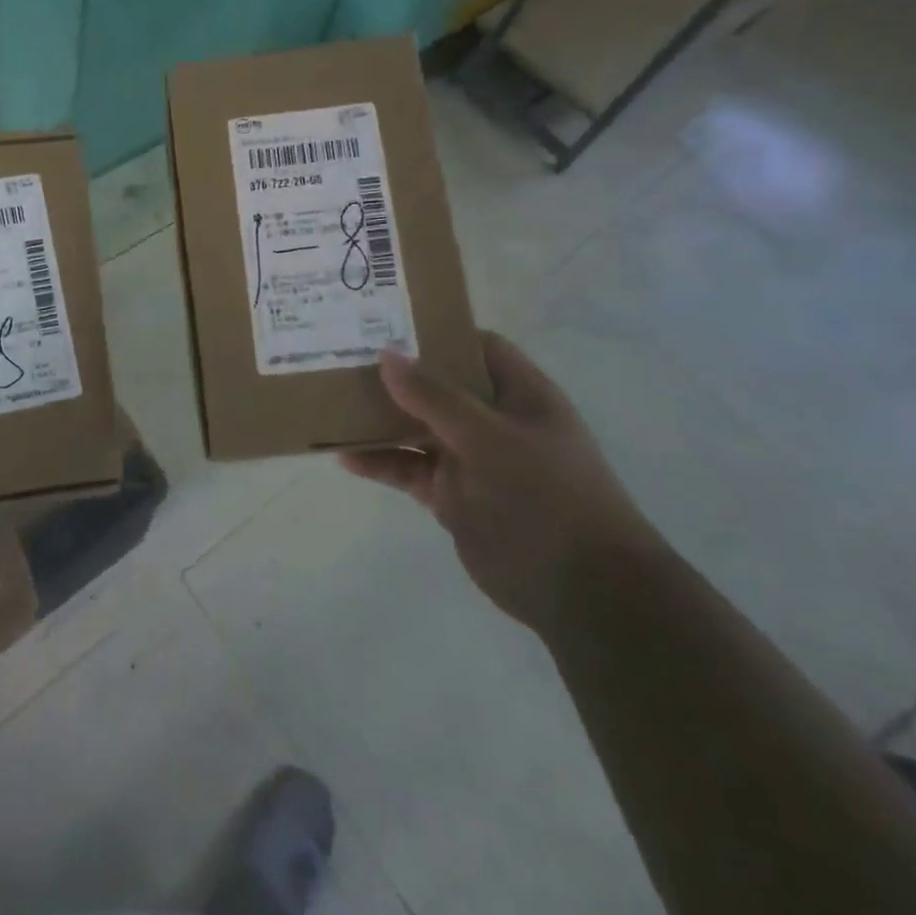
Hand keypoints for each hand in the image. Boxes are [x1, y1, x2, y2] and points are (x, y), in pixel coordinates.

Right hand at [342, 333, 660, 631]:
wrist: (583, 594)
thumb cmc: (546, 497)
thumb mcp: (490, 438)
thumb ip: (436, 397)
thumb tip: (386, 355)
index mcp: (519, 394)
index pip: (476, 346)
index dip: (436, 330)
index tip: (385, 320)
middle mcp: (493, 420)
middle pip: (438, 384)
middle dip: (395, 373)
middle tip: (343, 356)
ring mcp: (471, 459)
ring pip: (417, 427)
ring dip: (380, 418)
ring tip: (332, 402)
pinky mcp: (452, 496)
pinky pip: (409, 470)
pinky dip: (379, 463)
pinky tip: (344, 457)